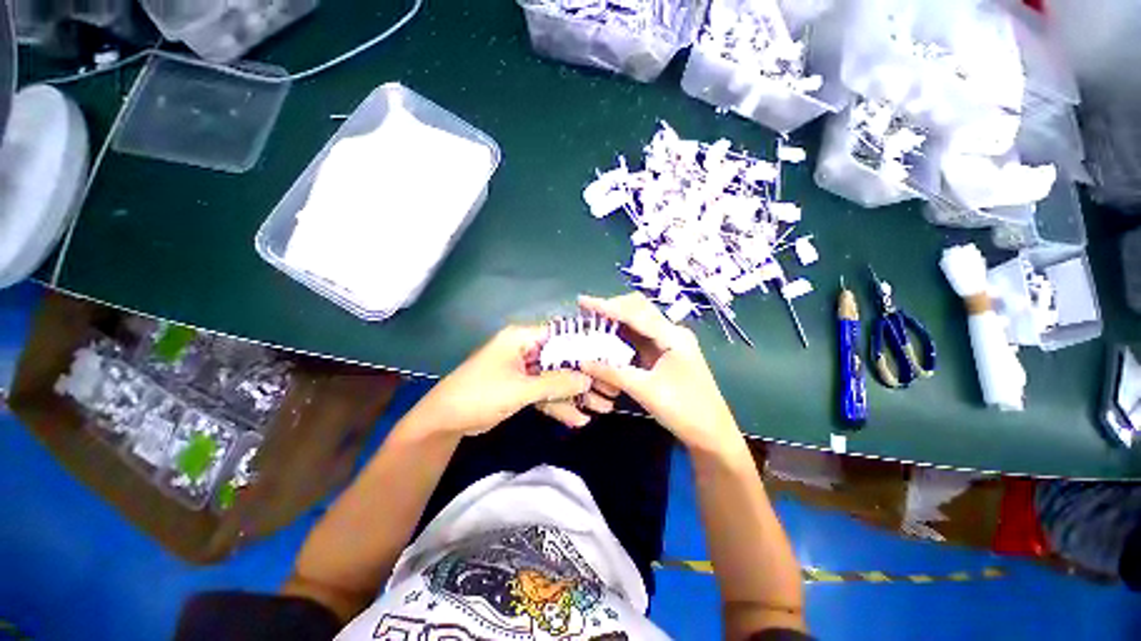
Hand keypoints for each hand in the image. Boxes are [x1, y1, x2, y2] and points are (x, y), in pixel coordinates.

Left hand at [420, 325, 591, 436]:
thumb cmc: (481, 394)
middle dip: (585, 378)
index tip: (608, 359)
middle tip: (610, 391)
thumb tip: (588, 378)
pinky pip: (545, 394)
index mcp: (522, 338)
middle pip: (562, 360)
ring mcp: (524, 371)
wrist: (445, 422)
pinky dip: (559, 406)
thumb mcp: (521, 389)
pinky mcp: (521, 389)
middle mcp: (525, 350)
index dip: (585, 346)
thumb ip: (556, 383)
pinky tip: (578, 420)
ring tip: (602, 409)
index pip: (561, 335)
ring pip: (556, 379)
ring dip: (576, 395)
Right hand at [578, 293, 742, 454]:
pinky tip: (607, 335)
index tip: (582, 301)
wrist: (712, 433)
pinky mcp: (665, 352)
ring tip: (592, 319)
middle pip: (638, 308)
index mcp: (672, 336)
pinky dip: (622, 333)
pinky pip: (640, 335)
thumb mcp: (645, 391)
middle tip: (586, 311)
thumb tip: (582, 362)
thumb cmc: (684, 410)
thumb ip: (612, 373)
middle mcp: (672, 332)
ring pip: (639, 320)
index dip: (607, 306)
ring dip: (616, 318)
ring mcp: (670, 341)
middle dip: (612, 307)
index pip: (635, 313)